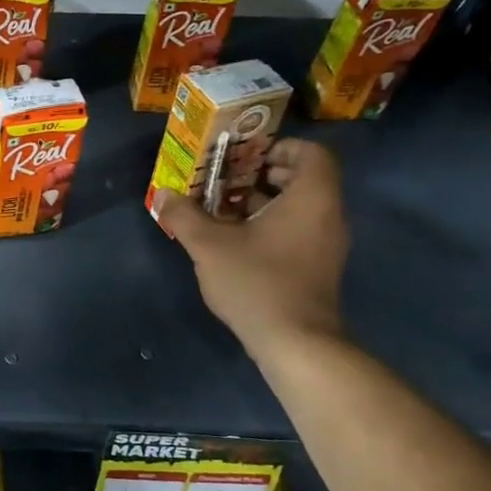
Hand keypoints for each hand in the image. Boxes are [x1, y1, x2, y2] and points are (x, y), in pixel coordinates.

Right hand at [153, 138, 348, 354]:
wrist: (295, 343)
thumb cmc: (257, 282)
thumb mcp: (209, 245)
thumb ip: (184, 215)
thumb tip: (163, 194)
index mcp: (311, 199)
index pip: (312, 153)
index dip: (278, 147)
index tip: (243, 156)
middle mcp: (327, 216)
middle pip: (302, 179)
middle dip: (260, 174)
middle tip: (222, 180)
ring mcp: (326, 244)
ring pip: (297, 207)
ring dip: (261, 202)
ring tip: (219, 209)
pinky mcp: (317, 267)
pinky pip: (297, 230)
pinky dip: (269, 225)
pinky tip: (234, 241)